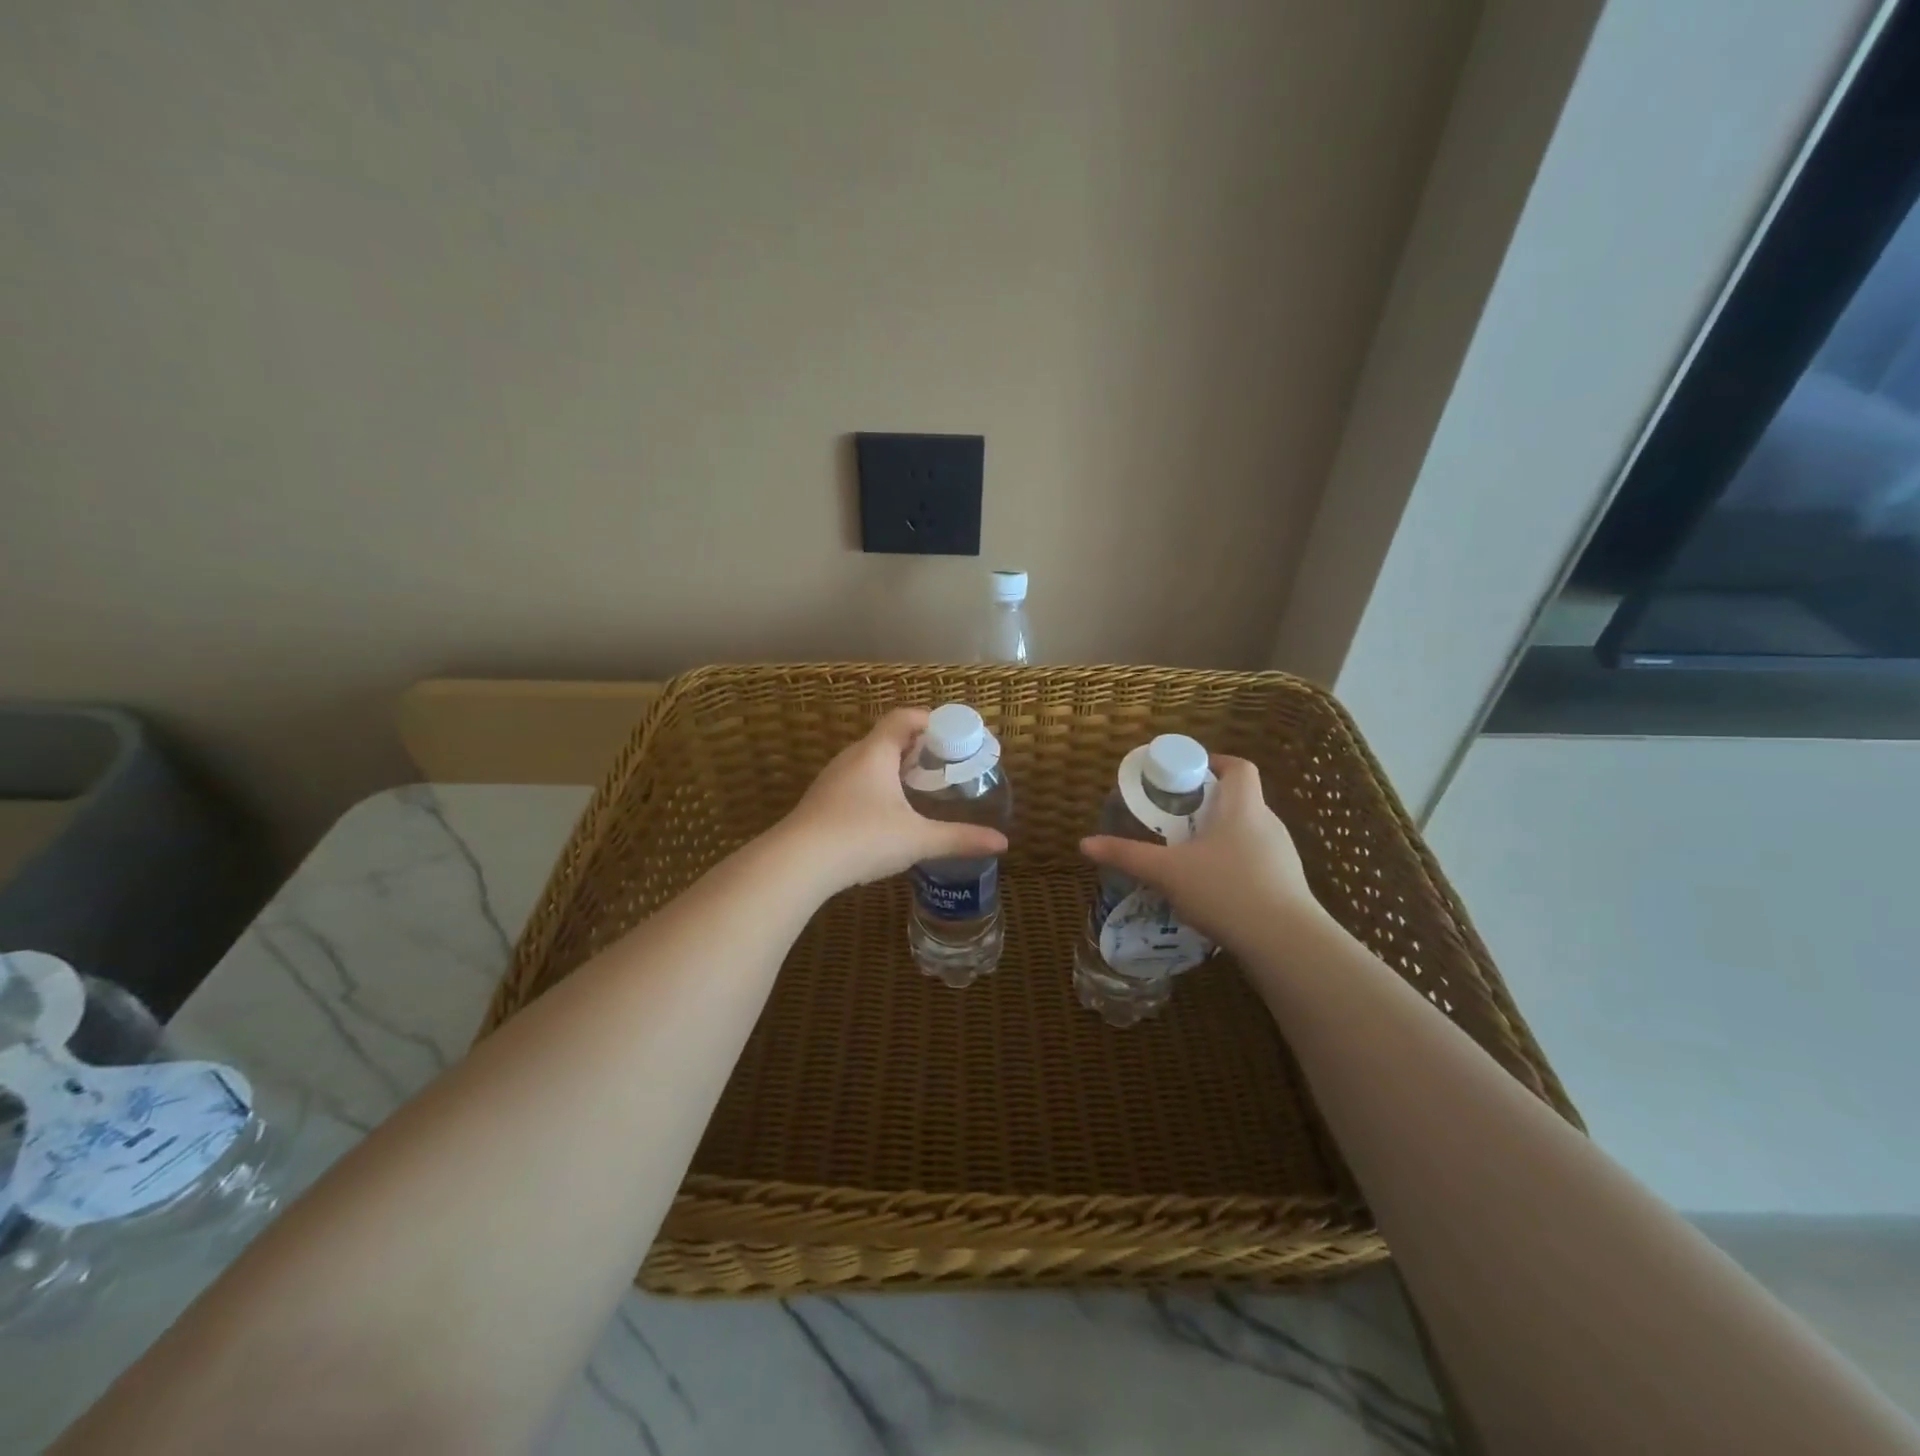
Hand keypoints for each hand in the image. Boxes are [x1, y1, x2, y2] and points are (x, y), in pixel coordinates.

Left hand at [778, 708, 1008, 893]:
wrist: (797, 864)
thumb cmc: (862, 838)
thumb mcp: (917, 839)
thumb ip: (960, 838)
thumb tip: (1002, 843)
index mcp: (876, 752)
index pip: (904, 717)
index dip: (930, 720)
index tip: (954, 736)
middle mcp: (852, 758)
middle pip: (888, 738)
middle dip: (918, 748)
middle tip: (944, 767)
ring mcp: (832, 780)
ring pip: (869, 762)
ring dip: (895, 769)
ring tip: (920, 790)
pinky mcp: (821, 802)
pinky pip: (856, 782)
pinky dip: (877, 788)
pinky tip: (887, 816)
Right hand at [1080, 756, 1319, 950]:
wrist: (1285, 943)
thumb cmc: (1226, 891)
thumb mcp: (1167, 872)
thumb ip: (1127, 855)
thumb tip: (1085, 843)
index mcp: (1242, 808)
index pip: (1239, 767)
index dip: (1215, 762)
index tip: (1187, 773)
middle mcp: (1267, 824)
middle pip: (1240, 799)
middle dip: (1207, 804)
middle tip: (1174, 817)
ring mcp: (1282, 856)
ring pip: (1248, 833)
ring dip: (1220, 837)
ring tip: (1188, 855)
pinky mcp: (1287, 886)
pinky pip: (1256, 862)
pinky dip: (1233, 865)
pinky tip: (1212, 889)